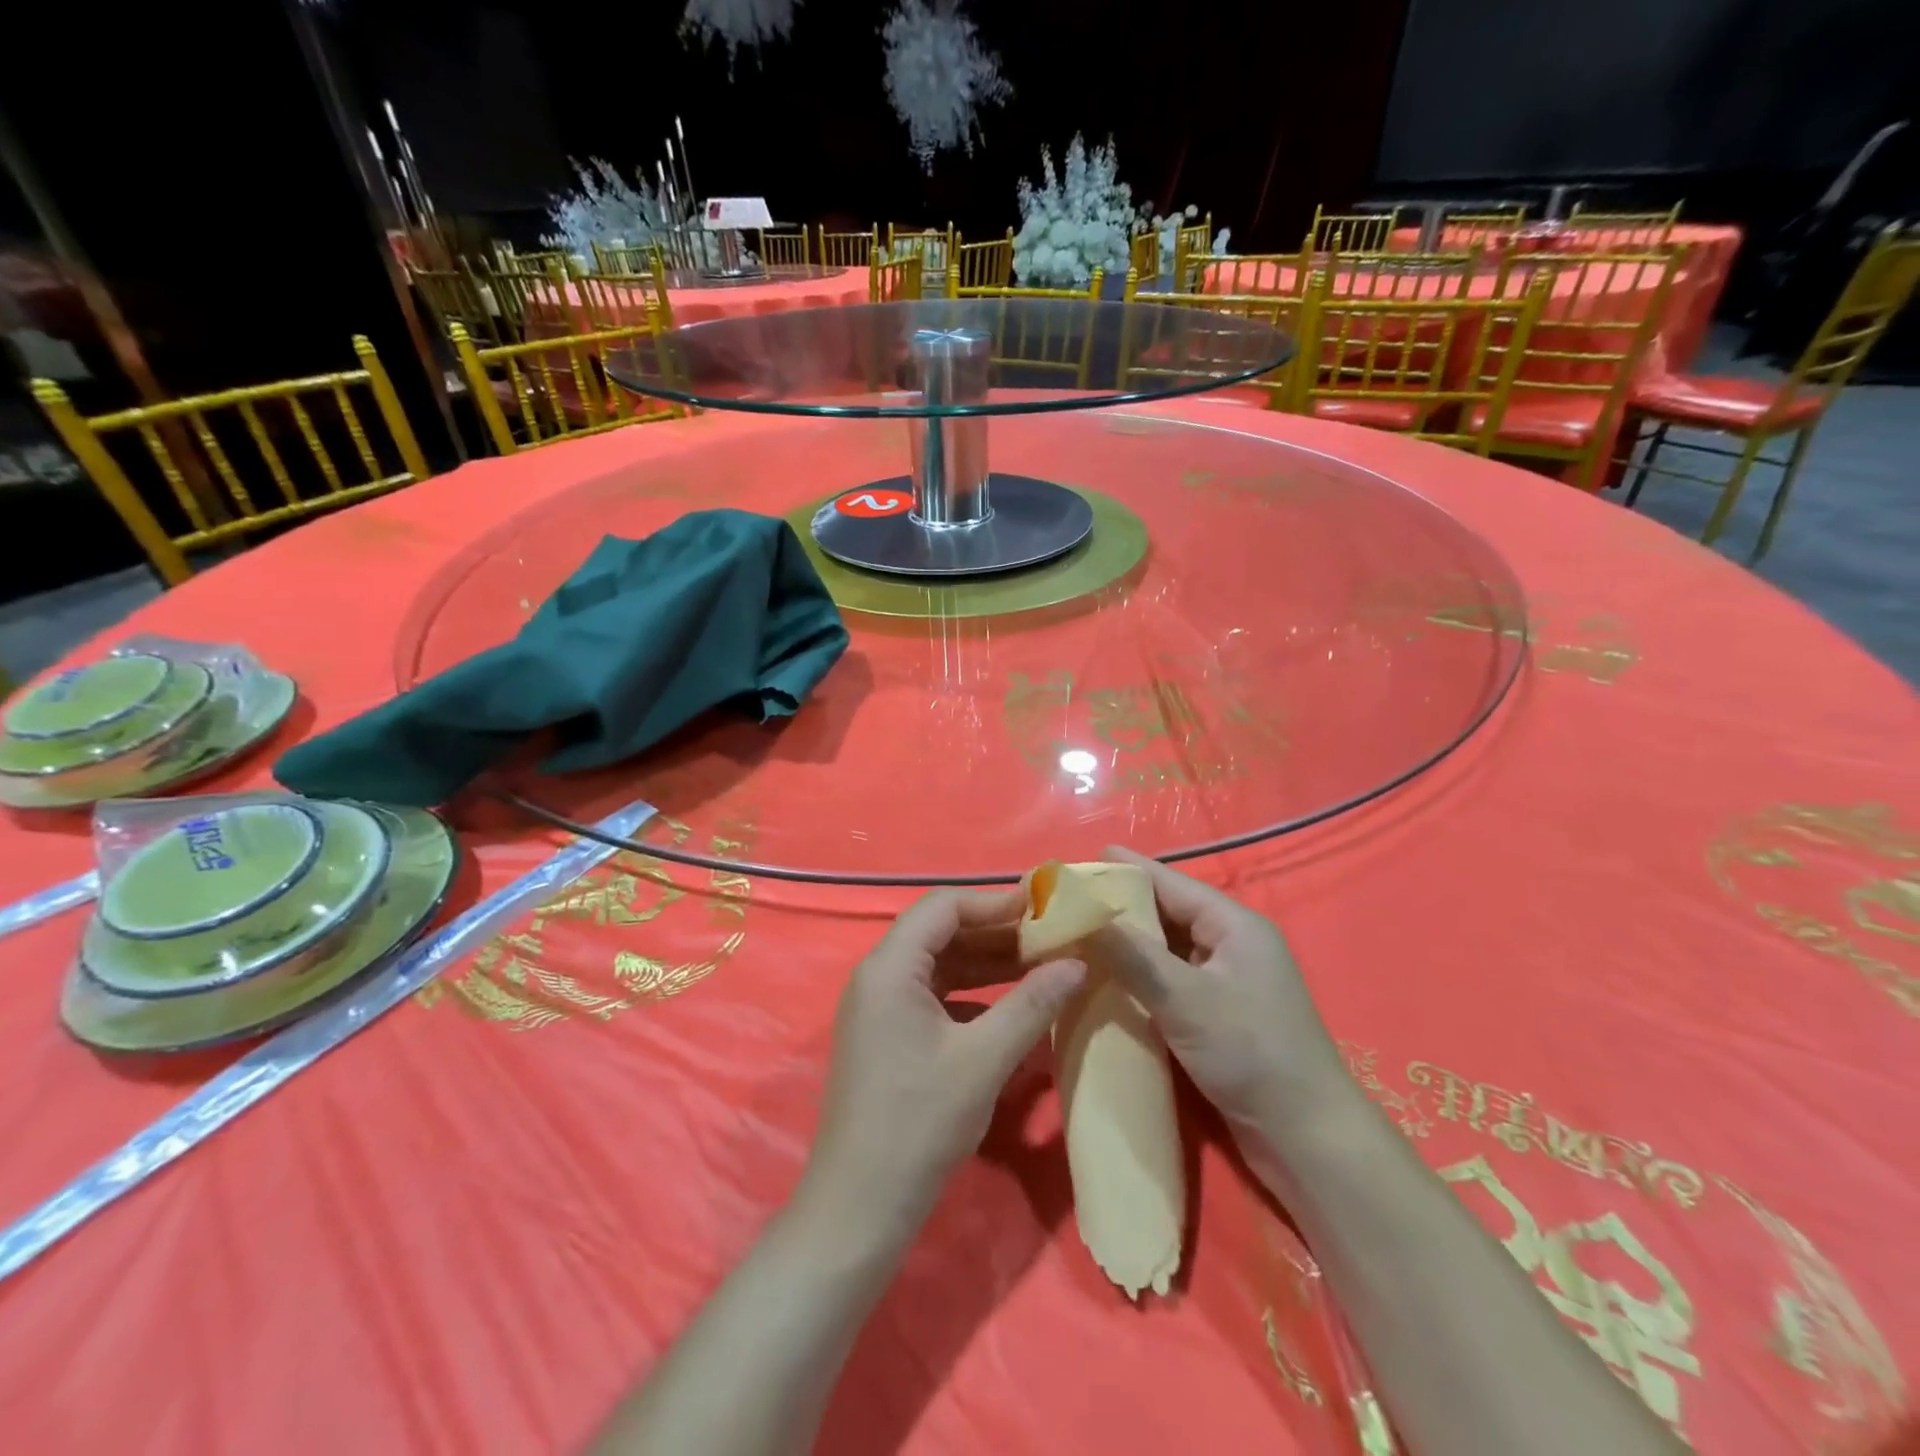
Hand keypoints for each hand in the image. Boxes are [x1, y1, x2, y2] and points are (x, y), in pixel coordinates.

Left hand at [801, 889, 1087, 1235]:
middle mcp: (878, 976)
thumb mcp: (984, 1059)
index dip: (994, 902)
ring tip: (1041, 966)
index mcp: (890, 967)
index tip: (1043, 908)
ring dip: (987, 964)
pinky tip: (1010, 1009)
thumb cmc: (919, 1122)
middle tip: (1050, 937)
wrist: (860, 1206)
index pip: (943, 907)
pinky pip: (934, 996)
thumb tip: (1077, 962)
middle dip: (996, 933)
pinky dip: (972, 995)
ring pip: (939, 966)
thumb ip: (1032, 1004)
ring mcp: (879, 1007)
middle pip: (940, 933)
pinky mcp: (887, 1035)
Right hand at [1088, 848, 1355, 1147]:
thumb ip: (1131, 954)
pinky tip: (1105, 981)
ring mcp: (1226, 982)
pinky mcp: (1218, 1015)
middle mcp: (1231, 945)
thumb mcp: (1184, 998)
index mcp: (1234, 925)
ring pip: (1166, 949)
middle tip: (1067, 904)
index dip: (1125, 870)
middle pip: (1167, 913)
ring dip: (1127, 944)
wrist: (1305, 1139)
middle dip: (1120, 908)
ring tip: (1076, 937)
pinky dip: (1139, 976)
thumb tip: (1080, 914)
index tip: (1078, 863)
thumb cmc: (1250, 1053)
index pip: (1171, 883)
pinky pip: (1170, 981)